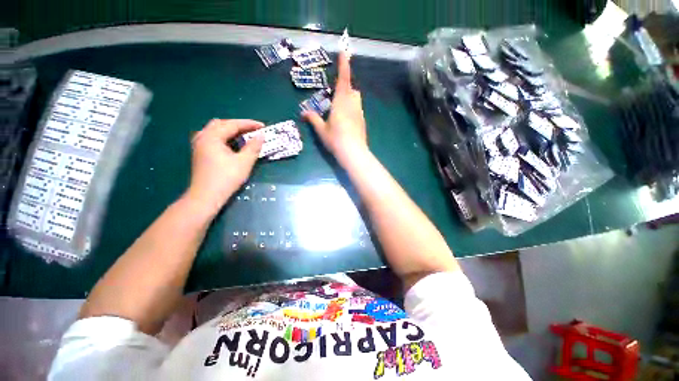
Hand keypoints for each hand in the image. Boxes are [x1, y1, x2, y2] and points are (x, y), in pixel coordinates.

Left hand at [186, 119, 263, 214]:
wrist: (206, 197)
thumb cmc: (226, 178)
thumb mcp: (244, 162)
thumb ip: (253, 147)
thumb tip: (261, 135)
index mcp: (212, 137)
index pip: (232, 124)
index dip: (249, 124)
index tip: (263, 126)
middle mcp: (203, 137)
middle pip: (221, 124)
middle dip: (239, 125)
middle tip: (253, 131)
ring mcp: (199, 145)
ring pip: (215, 130)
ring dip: (230, 131)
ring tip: (244, 137)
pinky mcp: (199, 153)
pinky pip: (212, 138)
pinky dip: (224, 137)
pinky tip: (231, 145)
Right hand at [303, 52, 366, 164]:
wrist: (353, 153)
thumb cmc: (336, 139)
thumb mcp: (322, 130)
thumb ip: (313, 119)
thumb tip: (303, 113)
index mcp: (341, 102)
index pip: (343, 79)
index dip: (344, 65)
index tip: (344, 52)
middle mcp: (353, 104)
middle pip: (352, 90)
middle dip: (345, 88)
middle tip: (335, 97)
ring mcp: (360, 113)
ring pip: (356, 100)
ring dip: (349, 99)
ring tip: (340, 111)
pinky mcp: (363, 122)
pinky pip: (358, 110)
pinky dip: (352, 110)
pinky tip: (346, 122)